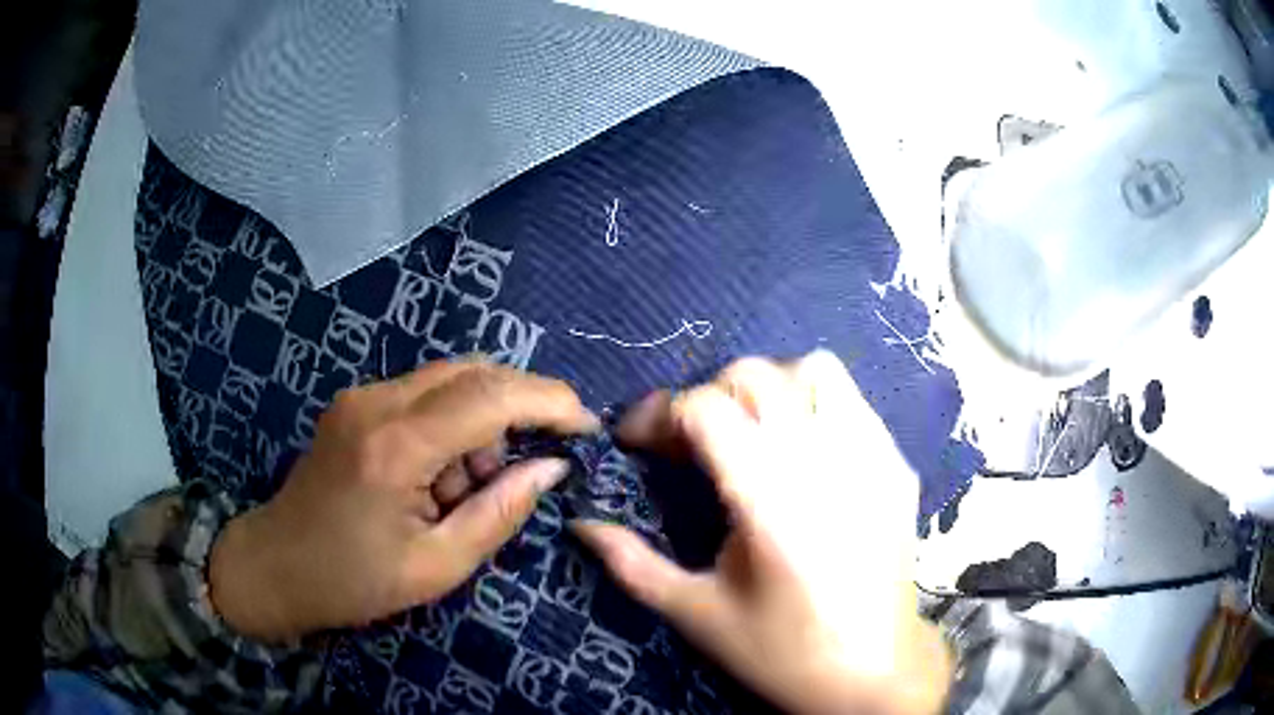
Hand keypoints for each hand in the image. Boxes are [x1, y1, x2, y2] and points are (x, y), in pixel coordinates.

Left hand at [209, 361, 598, 642]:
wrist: (276, 565)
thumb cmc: (354, 580)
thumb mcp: (437, 566)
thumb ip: (500, 513)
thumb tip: (551, 468)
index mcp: (396, 447)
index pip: (490, 396)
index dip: (548, 402)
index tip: (586, 426)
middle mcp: (377, 402)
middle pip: (473, 371)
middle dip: (522, 404)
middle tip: (541, 455)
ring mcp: (361, 396)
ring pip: (451, 378)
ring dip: (484, 419)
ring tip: (473, 484)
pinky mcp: (356, 403)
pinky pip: (424, 393)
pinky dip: (453, 423)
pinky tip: (442, 473)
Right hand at [573, 352, 951, 714]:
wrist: (874, 673)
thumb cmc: (782, 652)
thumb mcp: (697, 614)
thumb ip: (632, 563)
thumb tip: (580, 523)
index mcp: (770, 503)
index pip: (705, 409)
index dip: (657, 414)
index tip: (637, 441)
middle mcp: (826, 464)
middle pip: (756, 375)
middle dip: (706, 395)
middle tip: (690, 443)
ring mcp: (873, 458)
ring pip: (814, 370)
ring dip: (769, 388)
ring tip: (752, 433)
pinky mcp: (898, 466)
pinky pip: (853, 402)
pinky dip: (815, 406)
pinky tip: (804, 453)